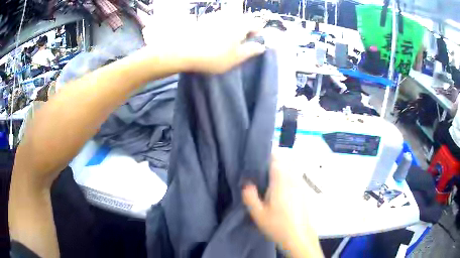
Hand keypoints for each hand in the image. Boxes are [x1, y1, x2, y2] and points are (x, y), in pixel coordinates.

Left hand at [142, 12, 265, 73]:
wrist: (182, 51)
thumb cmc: (214, 56)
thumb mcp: (237, 58)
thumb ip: (251, 50)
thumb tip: (261, 46)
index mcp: (242, 24)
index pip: (257, 25)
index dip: (256, 34)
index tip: (250, 45)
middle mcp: (230, 16)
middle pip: (243, 21)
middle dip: (243, 31)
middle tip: (236, 46)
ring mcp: (215, 16)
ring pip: (230, 20)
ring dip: (230, 29)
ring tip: (223, 44)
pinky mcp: (203, 19)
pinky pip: (217, 22)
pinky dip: (218, 28)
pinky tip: (211, 39)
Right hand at [243, 157, 322, 256]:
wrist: (299, 236)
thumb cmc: (277, 225)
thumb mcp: (258, 214)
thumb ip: (250, 197)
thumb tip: (247, 183)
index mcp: (281, 182)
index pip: (276, 158)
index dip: (268, 153)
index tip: (258, 155)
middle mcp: (293, 179)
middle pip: (285, 161)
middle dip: (274, 160)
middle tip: (261, 167)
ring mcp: (300, 185)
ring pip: (291, 168)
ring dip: (281, 167)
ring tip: (269, 176)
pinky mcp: (304, 191)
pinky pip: (295, 176)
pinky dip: (288, 175)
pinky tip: (280, 187)